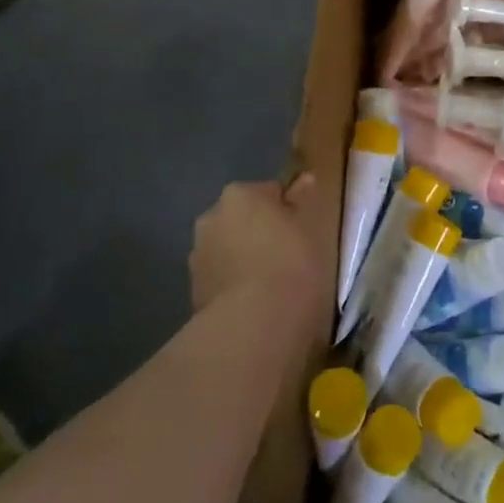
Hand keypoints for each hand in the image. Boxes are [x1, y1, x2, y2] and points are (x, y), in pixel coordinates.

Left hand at [189, 176, 323, 313]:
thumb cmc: (291, 262)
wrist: (255, 323)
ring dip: (245, 259)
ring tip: (272, 286)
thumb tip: (304, 178)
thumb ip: (303, 199)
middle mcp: (210, 218)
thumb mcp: (310, 226)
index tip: (302, 233)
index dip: (289, 212)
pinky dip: (235, 286)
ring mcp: (198, 256)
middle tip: (288, 257)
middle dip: (260, 233)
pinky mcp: (193, 292)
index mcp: (239, 194)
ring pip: (229, 250)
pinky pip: (221, 279)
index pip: (270, 192)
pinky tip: (255, 304)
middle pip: (243, 219)